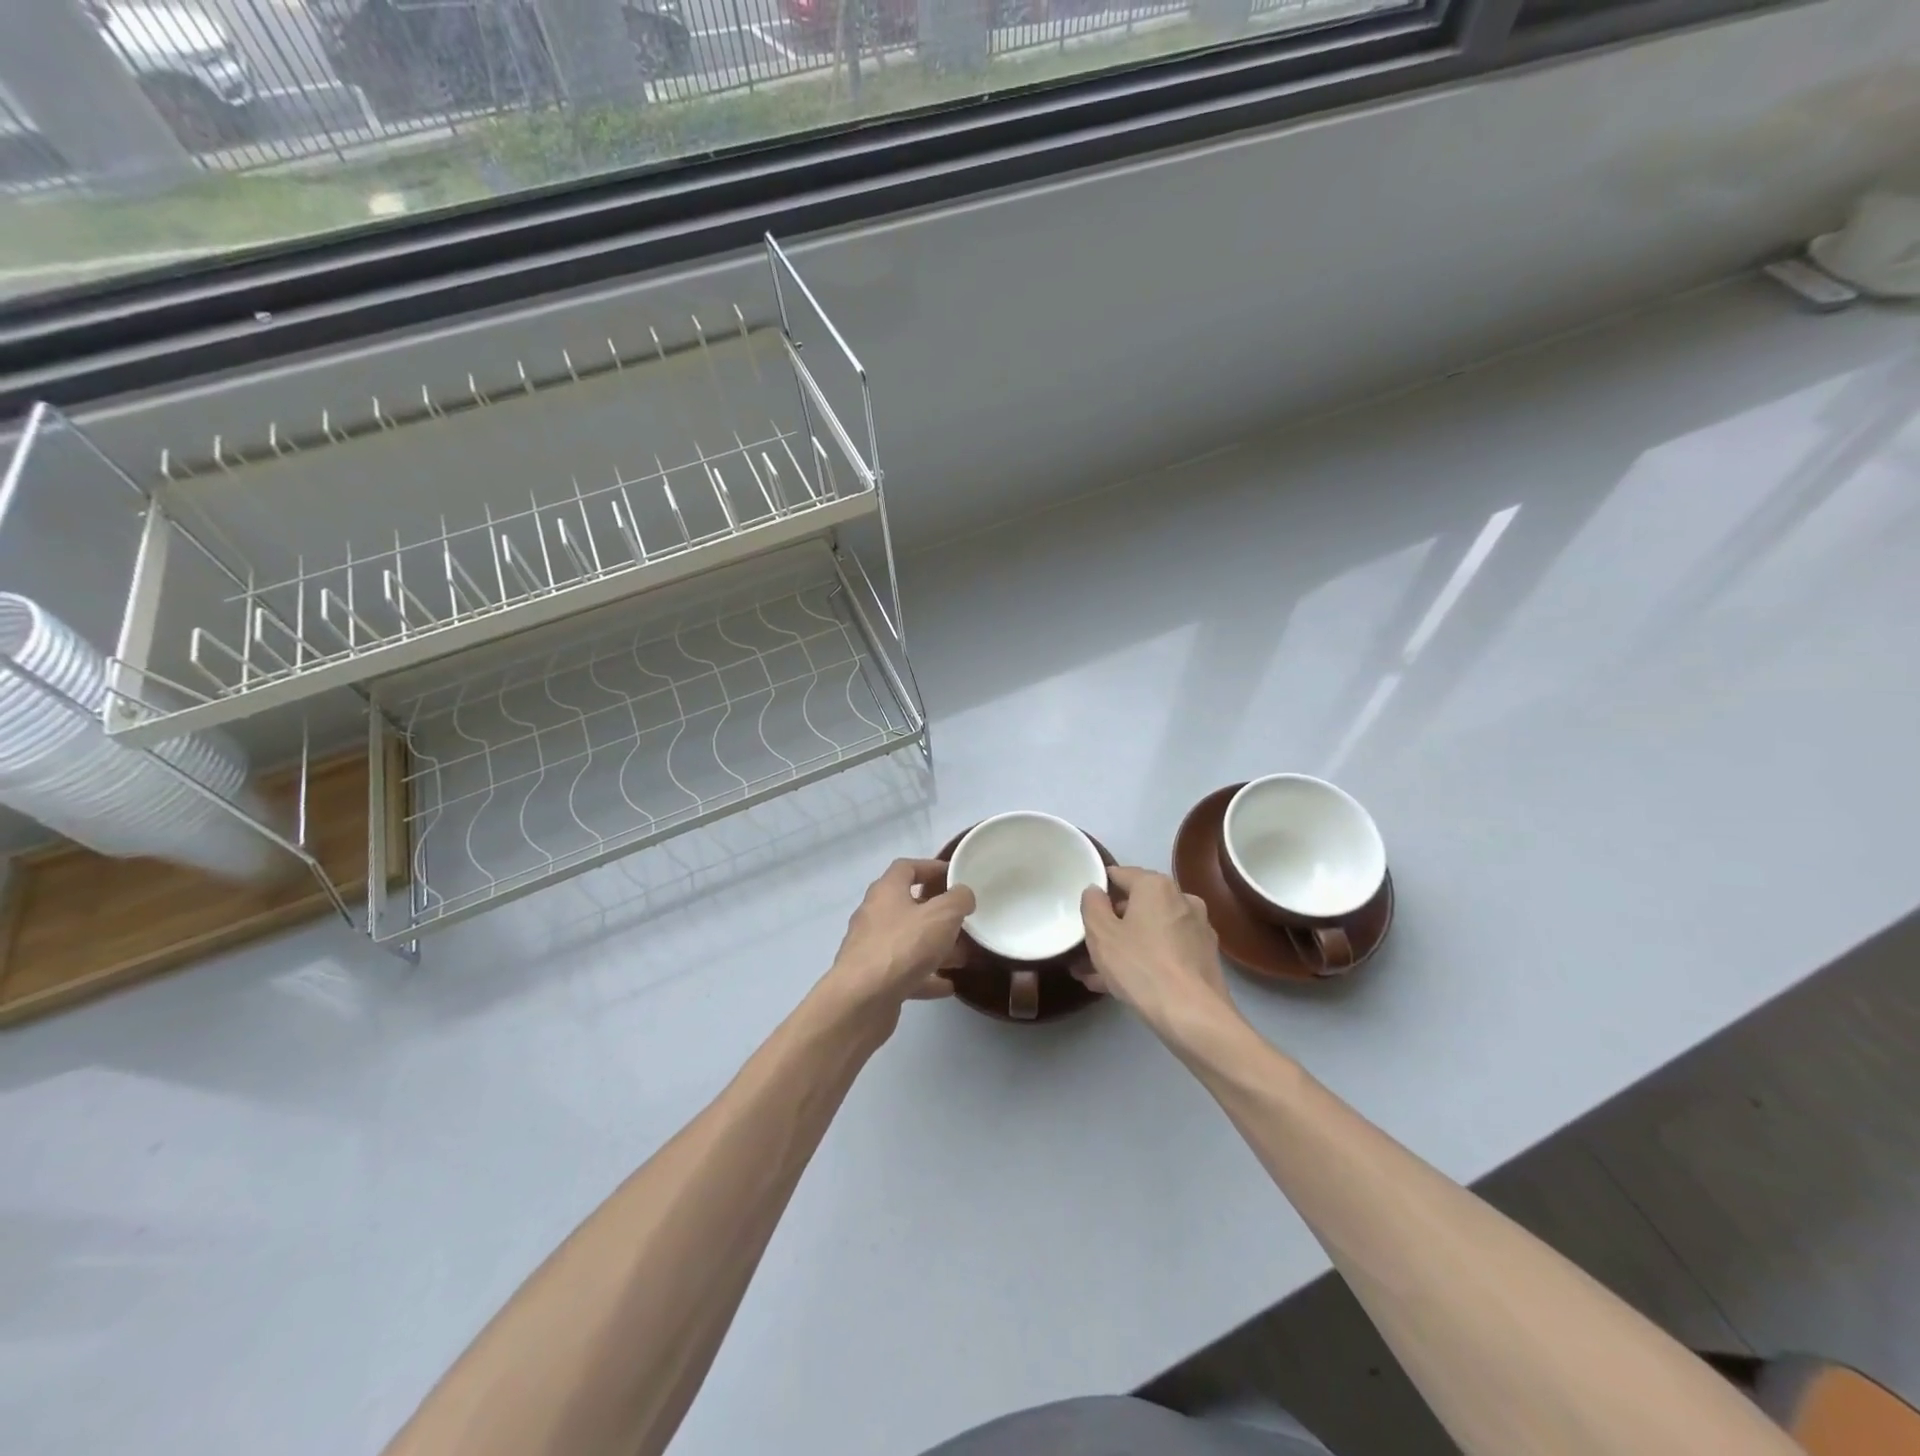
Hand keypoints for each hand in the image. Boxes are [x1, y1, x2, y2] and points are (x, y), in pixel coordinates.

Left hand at [820, 859, 976, 1031]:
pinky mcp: (874, 978)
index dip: (931, 867)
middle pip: (909, 905)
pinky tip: (947, 986)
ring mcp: (872, 948)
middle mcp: (875, 915)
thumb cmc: (903, 946)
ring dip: (935, 947)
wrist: (862, 1001)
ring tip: (963, 956)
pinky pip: (905, 971)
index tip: (955, 877)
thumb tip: (963, 895)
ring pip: (909, 940)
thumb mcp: (942, 915)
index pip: (907, 867)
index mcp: (887, 891)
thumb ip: (958, 899)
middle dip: (938, 913)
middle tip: (964, 920)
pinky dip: (926, 976)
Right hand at [1078, 866, 1241, 1047]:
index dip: (1098, 889)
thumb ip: (1092, 905)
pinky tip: (1120, 985)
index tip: (1082, 908)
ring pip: (1150, 931)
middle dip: (1111, 923)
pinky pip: (1165, 951)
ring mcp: (1197, 929)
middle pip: (1138, 904)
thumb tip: (1095, 891)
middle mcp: (1182, 899)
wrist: (1193, 1016)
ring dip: (1125, 946)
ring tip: (1095, 972)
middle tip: (1086, 945)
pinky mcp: (1204, 958)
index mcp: (1157, 886)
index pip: (1120, 874)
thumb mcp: (1101, 934)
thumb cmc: (1141, 966)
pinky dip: (1144, 960)